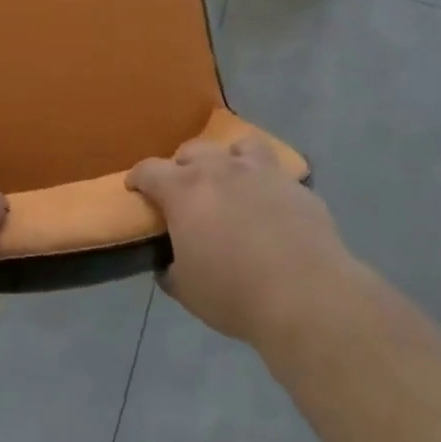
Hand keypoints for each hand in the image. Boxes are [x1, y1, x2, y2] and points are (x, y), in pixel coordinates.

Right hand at [129, 137, 353, 347]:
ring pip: (239, 146)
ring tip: (231, 180)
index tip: (135, 188)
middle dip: (182, 166)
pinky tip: (270, 206)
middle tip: (184, 190)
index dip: (138, 178)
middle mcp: (221, 169)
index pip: (149, 170)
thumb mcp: (186, 290)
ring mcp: (261, 172)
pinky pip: (275, 173)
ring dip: (228, 159)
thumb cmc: (234, 294)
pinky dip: (266, 184)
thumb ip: (171, 269)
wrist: (305, 295)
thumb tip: (168, 263)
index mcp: (185, 190)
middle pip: (193, 150)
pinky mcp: (295, 186)